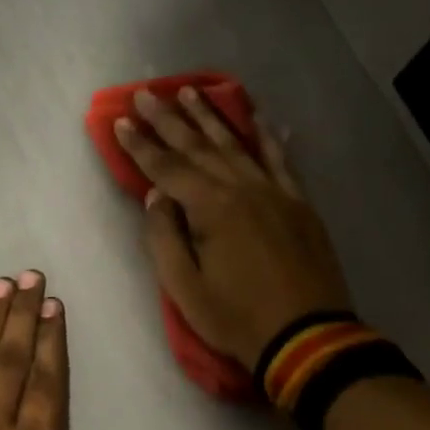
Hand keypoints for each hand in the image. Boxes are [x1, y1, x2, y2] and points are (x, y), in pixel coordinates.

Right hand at [117, 87, 350, 370]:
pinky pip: (279, 159)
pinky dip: (267, 136)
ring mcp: (274, 192)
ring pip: (235, 145)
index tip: (121, 121)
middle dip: (168, 119)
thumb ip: (164, 237)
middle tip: (146, 93)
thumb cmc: (237, 317)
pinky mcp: (299, 203)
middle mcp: (242, 188)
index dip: (140, 145)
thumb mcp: (184, 288)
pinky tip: (258, 116)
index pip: (166, 168)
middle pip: (198, 147)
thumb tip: (156, 196)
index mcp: (211, 208)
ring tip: (189, 92)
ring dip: (209, 117)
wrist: (309, 338)